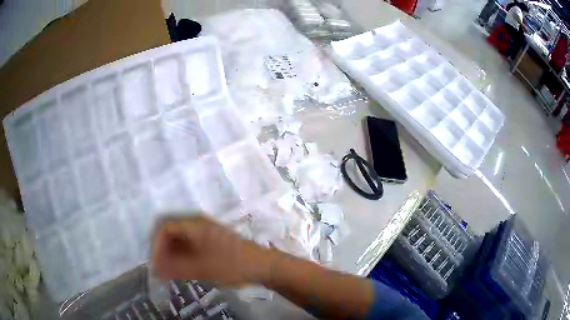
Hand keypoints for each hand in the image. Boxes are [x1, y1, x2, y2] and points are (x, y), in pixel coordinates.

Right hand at [151, 216, 270, 286]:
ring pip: (178, 239)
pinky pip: (187, 245)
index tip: (155, 264)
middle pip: (169, 231)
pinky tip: (180, 269)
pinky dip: (180, 256)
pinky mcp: (208, 241)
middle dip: (161, 250)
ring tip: (168, 272)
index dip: (156, 245)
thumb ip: (175, 269)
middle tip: (160, 269)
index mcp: (194, 223)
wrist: (262, 266)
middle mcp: (196, 223)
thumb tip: (155, 271)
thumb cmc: (232, 265)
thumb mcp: (201, 269)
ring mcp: (203, 231)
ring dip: (170, 254)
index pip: (164, 227)